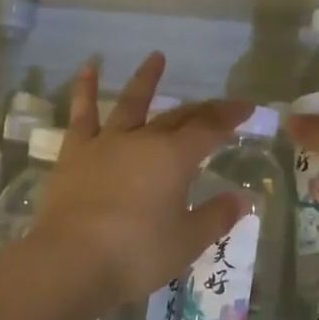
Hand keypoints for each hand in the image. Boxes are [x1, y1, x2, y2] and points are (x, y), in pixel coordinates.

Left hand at [34, 52, 253, 307]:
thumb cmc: (136, 254)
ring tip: (156, 57)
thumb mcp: (187, 241)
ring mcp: (106, 143)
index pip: (210, 129)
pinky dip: (84, 90)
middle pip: (178, 117)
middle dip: (203, 109)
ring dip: (146, 80)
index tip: (247, 107)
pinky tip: (87, 69)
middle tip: (220, 104)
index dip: (230, 116)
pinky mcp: (75, 154)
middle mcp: (143, 140)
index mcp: (175, 158)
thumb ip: (216, 216)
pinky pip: (82, 115)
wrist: (71, 262)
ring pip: (131, 104)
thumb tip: (243, 198)